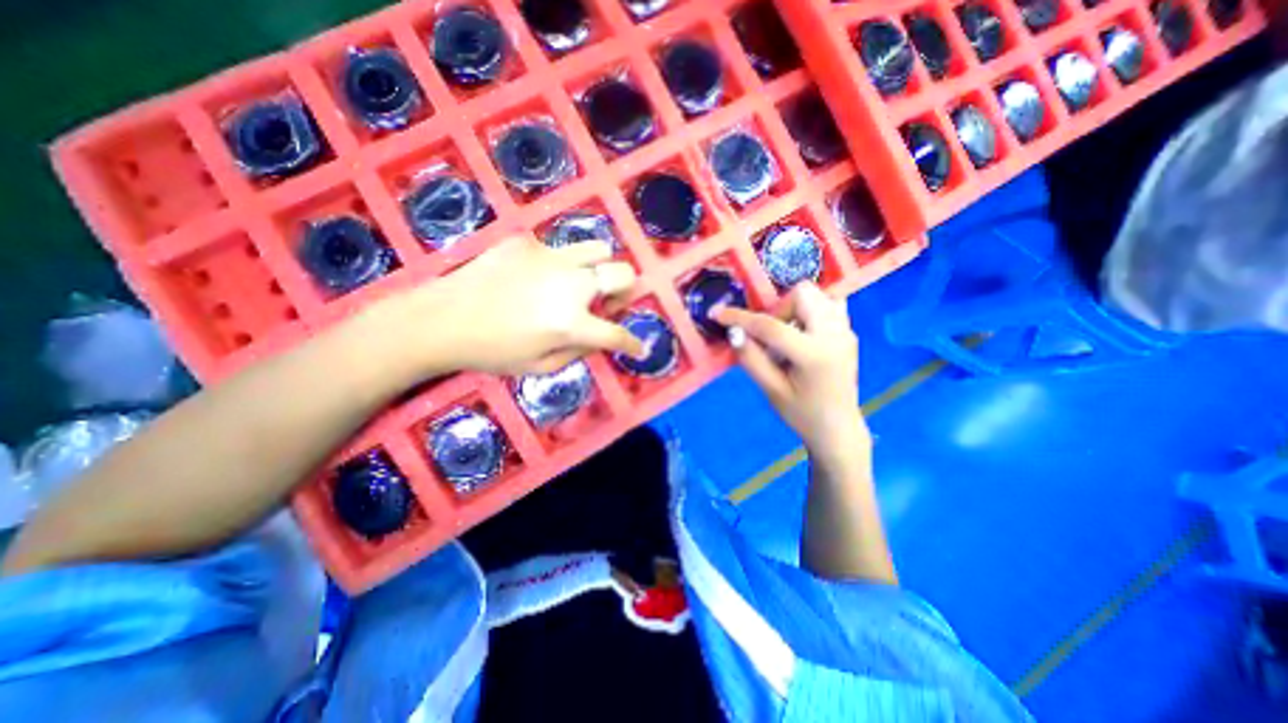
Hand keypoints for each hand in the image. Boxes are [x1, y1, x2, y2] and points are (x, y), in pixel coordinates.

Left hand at [377, 235, 642, 376]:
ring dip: (599, 269)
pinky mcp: (527, 242)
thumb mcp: (541, 367)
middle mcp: (570, 284)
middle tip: (606, 303)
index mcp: (571, 322)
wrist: (440, 319)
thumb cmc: (492, 352)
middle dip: (625, 291)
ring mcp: (549, 257)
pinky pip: (558, 249)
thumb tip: (600, 336)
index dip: (633, 344)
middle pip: (623, 273)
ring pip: (598, 249)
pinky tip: (534, 278)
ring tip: (578, 283)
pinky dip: (559, 265)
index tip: (638, 347)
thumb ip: (580, 351)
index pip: (617, 333)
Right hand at [708, 281, 870, 455]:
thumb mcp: (771, 390)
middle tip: (769, 335)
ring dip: (793, 307)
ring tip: (786, 334)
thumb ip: (751, 359)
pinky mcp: (848, 331)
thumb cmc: (802, 414)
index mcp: (814, 355)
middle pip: (802, 293)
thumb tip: (733, 332)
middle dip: (777, 308)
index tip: (718, 314)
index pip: (771, 326)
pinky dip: (809, 309)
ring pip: (816, 294)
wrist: (838, 428)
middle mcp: (835, 334)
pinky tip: (802, 332)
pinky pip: (828, 303)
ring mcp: (846, 330)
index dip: (740, 318)